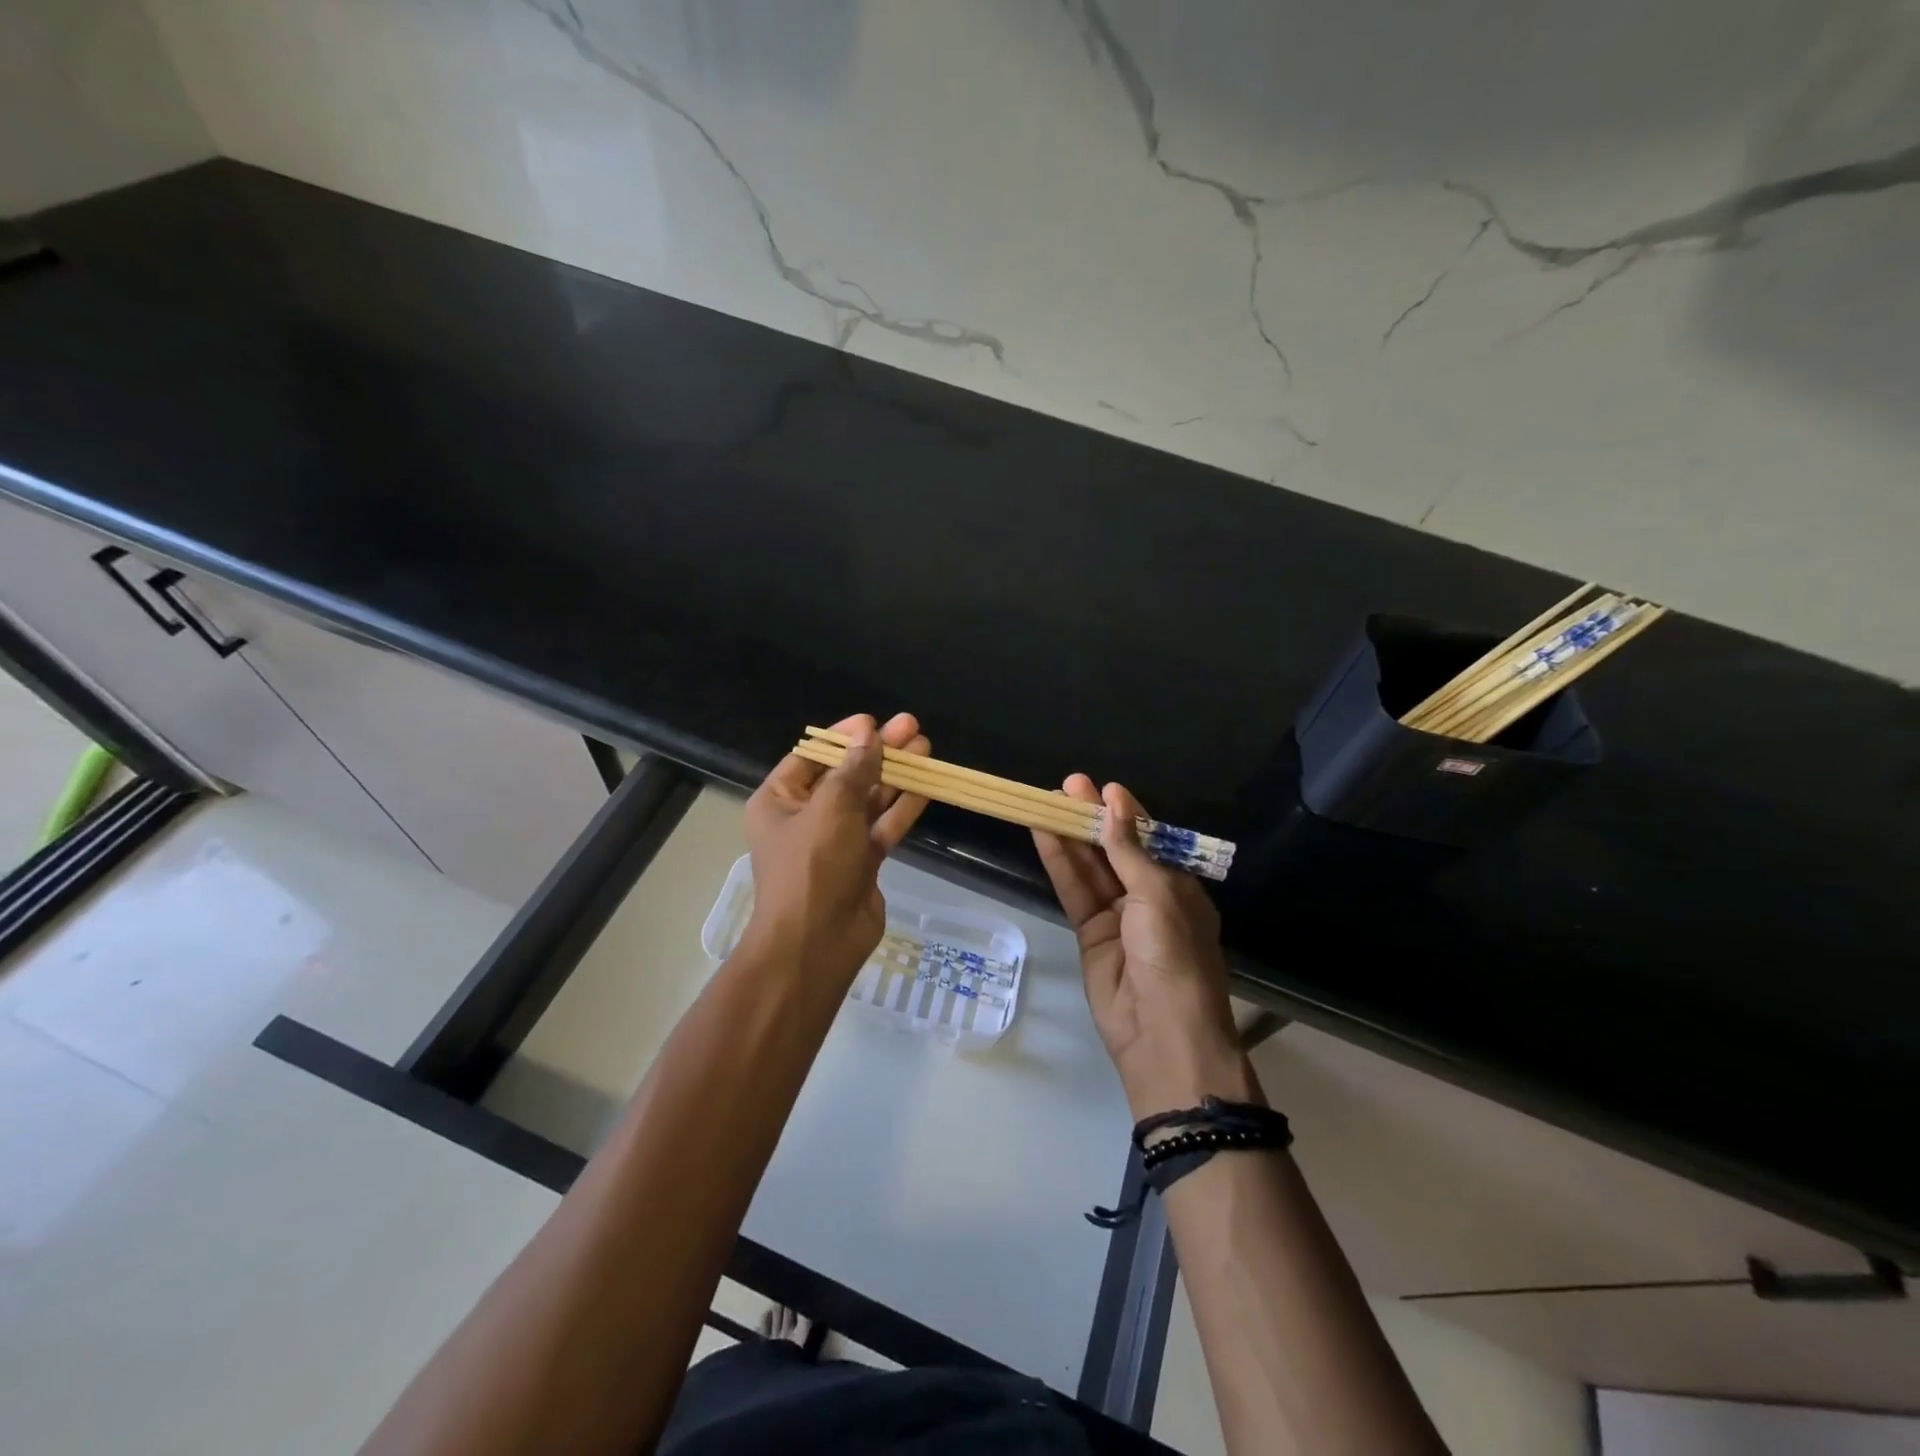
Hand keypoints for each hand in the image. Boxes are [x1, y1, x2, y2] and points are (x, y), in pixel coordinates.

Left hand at [742, 712, 929, 984]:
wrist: (818, 943)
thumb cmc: (812, 867)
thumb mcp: (830, 809)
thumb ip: (853, 769)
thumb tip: (868, 734)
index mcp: (779, 801)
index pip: (811, 756)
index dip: (843, 736)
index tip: (873, 722)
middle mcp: (805, 817)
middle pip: (845, 775)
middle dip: (878, 752)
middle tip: (912, 727)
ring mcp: (835, 841)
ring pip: (868, 799)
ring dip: (895, 775)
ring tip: (926, 748)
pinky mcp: (862, 862)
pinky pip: (882, 826)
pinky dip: (902, 806)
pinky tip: (926, 785)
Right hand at [1034, 777, 1257, 1116]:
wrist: (1162, 1035)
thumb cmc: (1175, 957)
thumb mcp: (1158, 896)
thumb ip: (1128, 851)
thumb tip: (1114, 802)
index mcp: (1178, 886)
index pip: (1148, 839)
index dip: (1124, 813)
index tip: (1101, 788)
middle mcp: (1148, 897)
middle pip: (1114, 849)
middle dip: (1092, 818)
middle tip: (1066, 785)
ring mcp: (1117, 916)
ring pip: (1090, 868)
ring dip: (1071, 835)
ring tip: (1046, 801)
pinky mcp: (1089, 934)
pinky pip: (1074, 892)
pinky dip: (1060, 864)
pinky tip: (1044, 836)